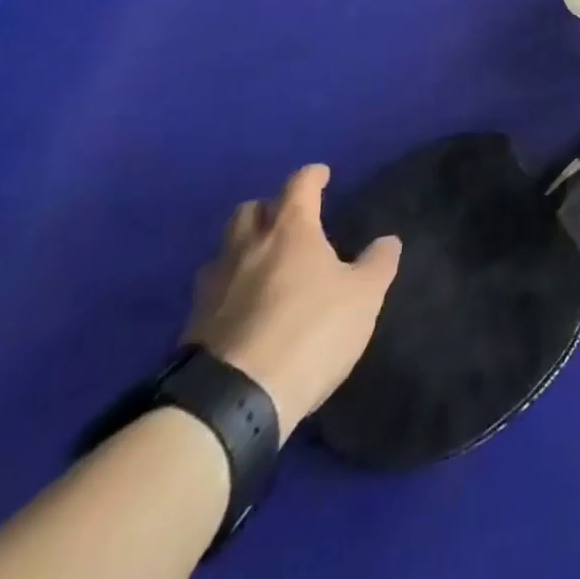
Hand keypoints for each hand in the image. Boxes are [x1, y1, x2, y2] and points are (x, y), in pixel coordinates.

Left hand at [184, 164, 400, 440]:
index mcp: (290, 230)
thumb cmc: (310, 332)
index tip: (322, 175)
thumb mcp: (363, 298)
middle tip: (288, 220)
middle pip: (249, 210)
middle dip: (269, 208)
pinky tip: (243, 307)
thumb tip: (387, 240)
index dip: (312, 176)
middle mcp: (247, 247)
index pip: (299, 185)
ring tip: (262, 264)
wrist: (232, 402)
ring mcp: (214, 286)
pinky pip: (212, 291)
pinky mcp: (192, 327)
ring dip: (242, 248)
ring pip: (224, 249)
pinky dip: (228, 288)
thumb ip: (377, 264)